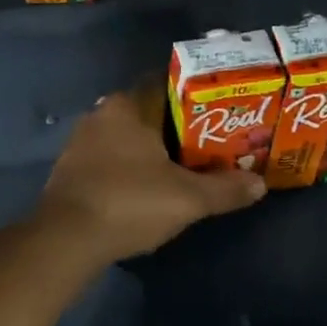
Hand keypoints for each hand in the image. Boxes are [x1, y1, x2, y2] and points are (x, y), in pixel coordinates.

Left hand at [36, 84, 265, 262]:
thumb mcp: (187, 198)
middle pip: (147, 114)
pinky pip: (108, 159)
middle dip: (175, 128)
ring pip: (125, 138)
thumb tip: (260, 184)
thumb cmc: (130, 202)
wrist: (67, 238)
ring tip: (181, 168)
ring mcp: (80, 142)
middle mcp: (100, 115)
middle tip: (207, 144)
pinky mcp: (70, 170)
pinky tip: (144, 188)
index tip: (218, 112)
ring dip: (149, 150)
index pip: (165, 86)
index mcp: (127, 106)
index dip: (193, 97)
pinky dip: (128, 168)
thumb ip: (225, 189)